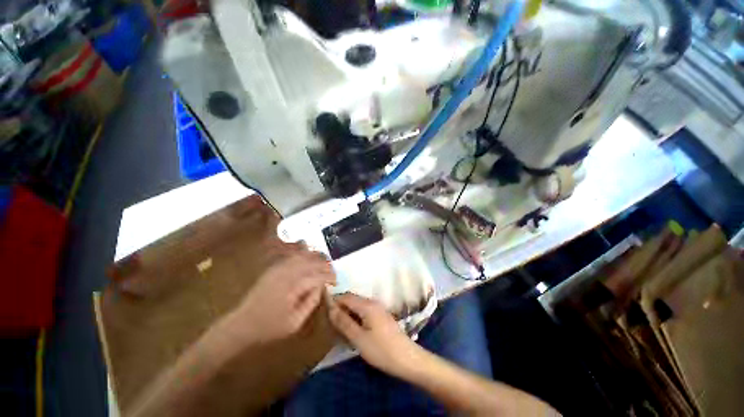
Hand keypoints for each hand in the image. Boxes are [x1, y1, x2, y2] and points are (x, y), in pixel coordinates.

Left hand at [225, 249, 335, 344]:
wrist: (242, 324)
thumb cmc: (270, 327)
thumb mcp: (295, 323)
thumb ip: (311, 302)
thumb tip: (321, 287)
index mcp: (294, 287)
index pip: (318, 276)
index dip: (329, 276)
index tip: (336, 281)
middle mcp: (287, 274)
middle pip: (312, 262)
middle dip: (325, 265)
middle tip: (332, 271)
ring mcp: (279, 269)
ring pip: (303, 256)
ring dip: (316, 257)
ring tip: (324, 261)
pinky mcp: (274, 268)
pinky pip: (291, 256)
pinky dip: (303, 254)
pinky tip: (309, 255)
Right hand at [329, 293, 423, 376]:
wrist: (407, 359)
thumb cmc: (381, 350)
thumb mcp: (359, 338)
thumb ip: (344, 322)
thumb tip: (330, 308)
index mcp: (367, 305)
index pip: (346, 296)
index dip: (334, 301)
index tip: (322, 311)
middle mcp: (373, 303)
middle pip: (352, 300)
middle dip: (340, 308)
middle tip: (328, 322)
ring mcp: (378, 309)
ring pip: (358, 307)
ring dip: (347, 314)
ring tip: (338, 328)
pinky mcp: (381, 317)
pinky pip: (364, 313)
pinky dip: (355, 318)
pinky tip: (352, 331)